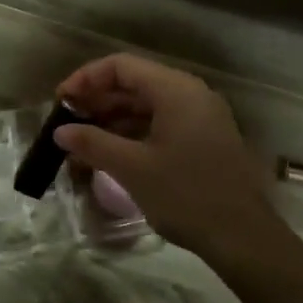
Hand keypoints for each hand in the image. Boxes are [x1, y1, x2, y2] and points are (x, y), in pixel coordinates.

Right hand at [53, 54, 276, 256]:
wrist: (242, 236)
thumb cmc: (185, 195)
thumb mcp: (132, 168)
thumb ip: (93, 143)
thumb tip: (60, 131)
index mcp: (175, 90)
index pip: (121, 66)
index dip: (85, 79)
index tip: (60, 103)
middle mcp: (190, 94)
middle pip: (134, 83)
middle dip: (97, 100)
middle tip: (66, 123)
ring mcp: (200, 117)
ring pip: (146, 105)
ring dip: (112, 119)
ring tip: (81, 141)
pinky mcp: (203, 139)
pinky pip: (160, 123)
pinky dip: (132, 133)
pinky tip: (110, 153)